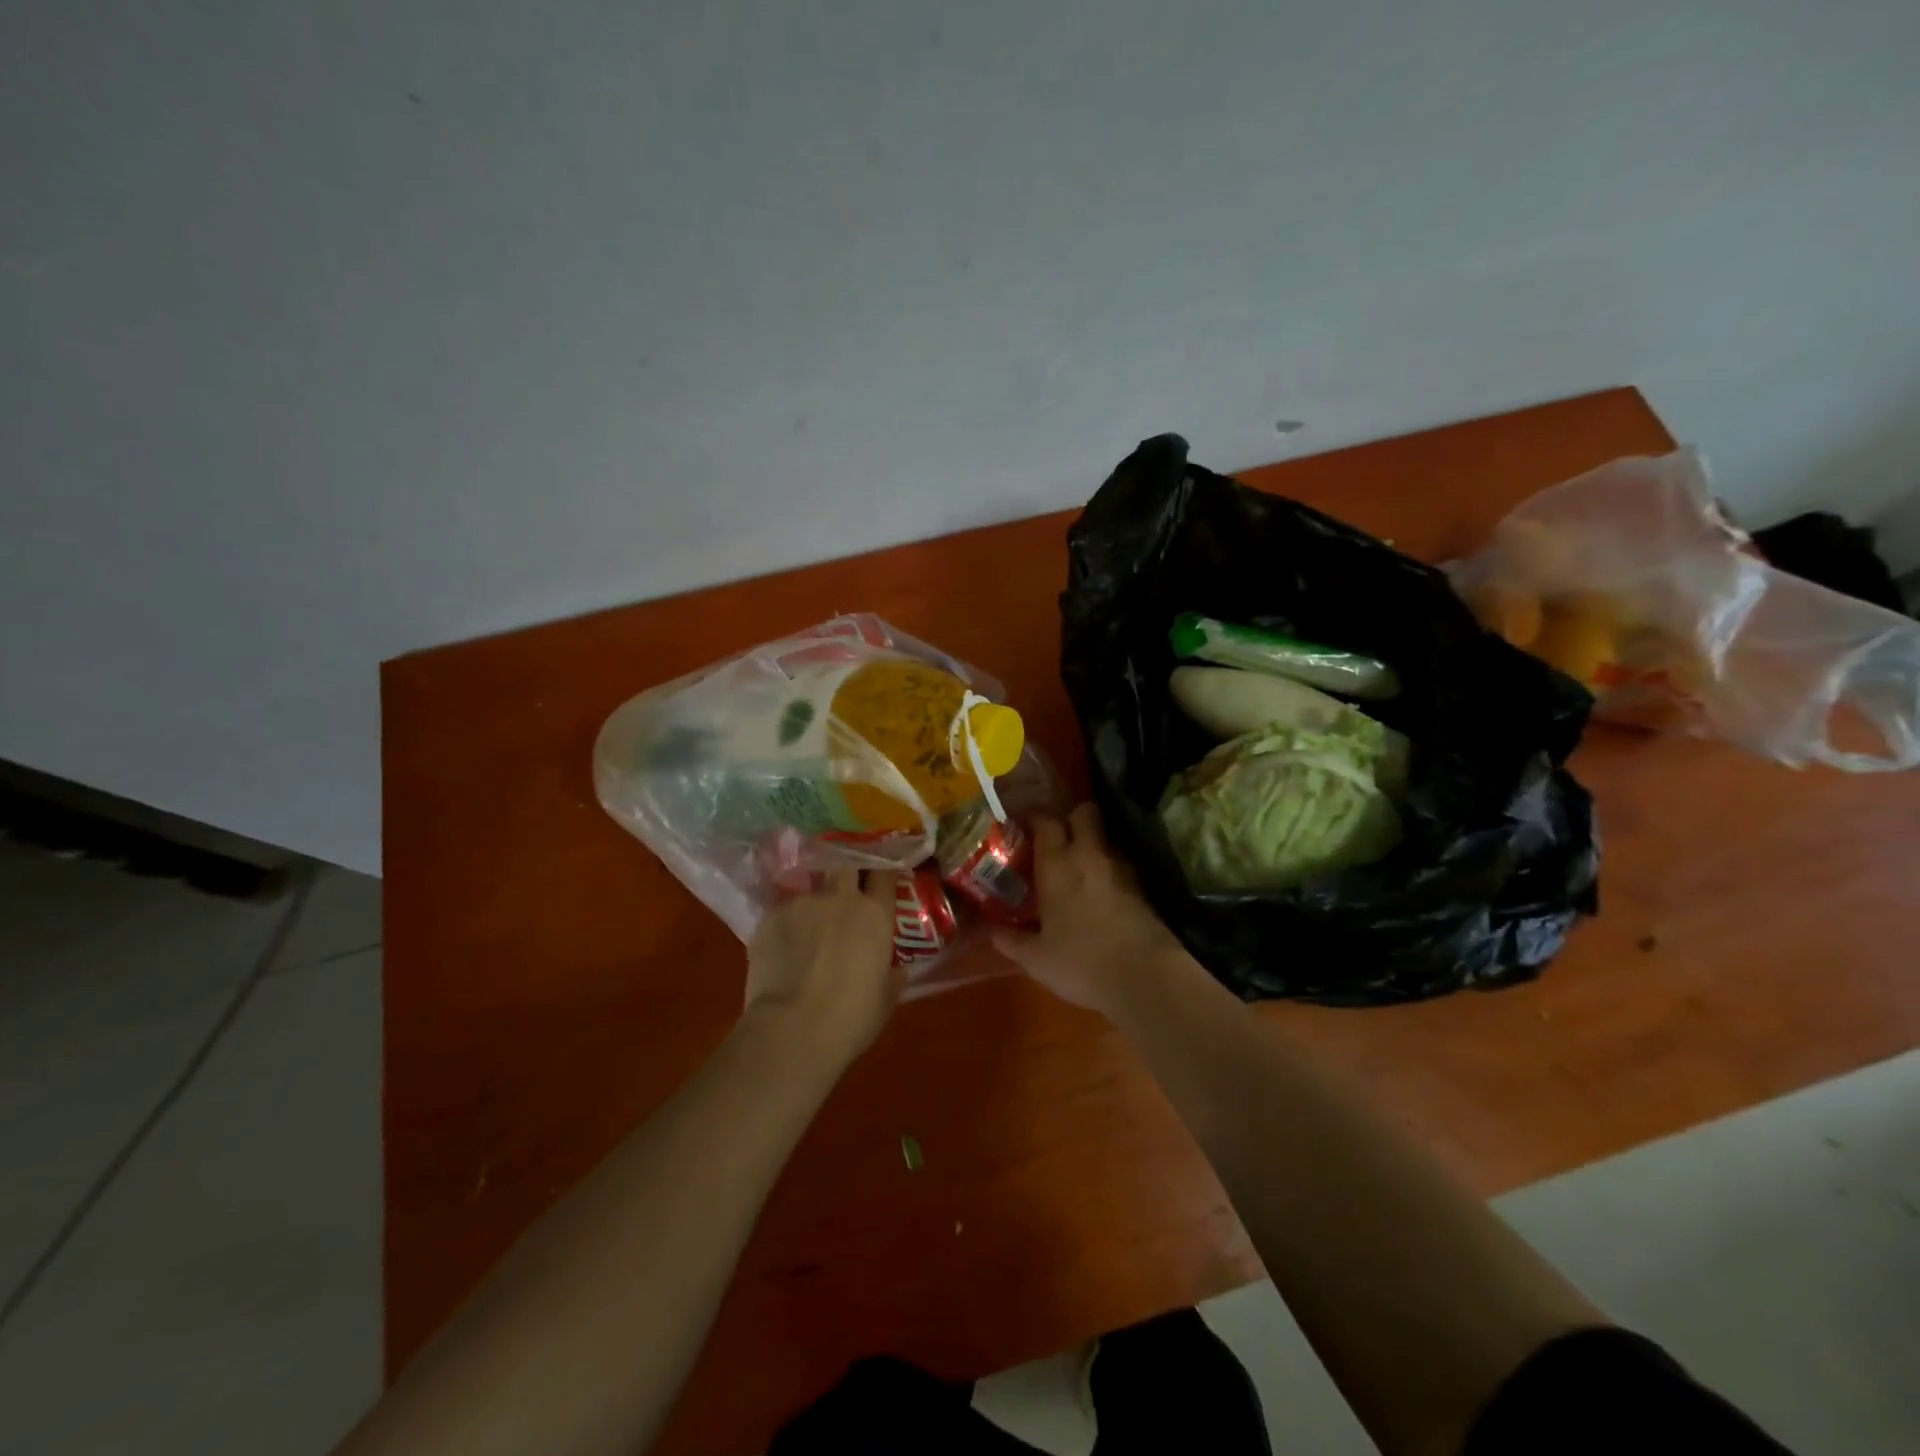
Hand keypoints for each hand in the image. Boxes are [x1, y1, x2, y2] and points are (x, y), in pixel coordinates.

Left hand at [744, 868, 901, 1067]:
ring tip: (805, 931)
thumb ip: (891, 977)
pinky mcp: (770, 917)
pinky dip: (785, 927)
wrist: (792, 1030)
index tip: (879, 878)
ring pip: (810, 890)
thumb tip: (897, 970)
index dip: (881, 873)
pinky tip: (781, 950)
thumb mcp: (884, 1000)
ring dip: (812, 905)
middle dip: (846, 873)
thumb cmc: (850, 1019)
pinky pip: (782, 914)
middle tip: (843, 892)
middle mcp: (840, 899)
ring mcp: (802, 904)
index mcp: (874, 915)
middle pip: (845, 865)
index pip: (884, 874)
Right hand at [991, 803, 1186, 1015]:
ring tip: (1078, 868)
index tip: (1024, 827)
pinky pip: (1120, 866)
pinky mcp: (1142, 888)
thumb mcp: (1036, 958)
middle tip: (1057, 840)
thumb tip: (992, 931)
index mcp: (1057, 865)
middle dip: (1071, 818)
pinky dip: (1108, 871)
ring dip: (1092, 845)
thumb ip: (1011, 941)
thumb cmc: (1081, 962)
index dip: (1035, 819)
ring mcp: (1120, 869)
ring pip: (1105, 838)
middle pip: (1084, 813)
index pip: (1046, 822)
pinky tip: (1100, 894)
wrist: (1146, 978)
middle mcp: (1089, 856)